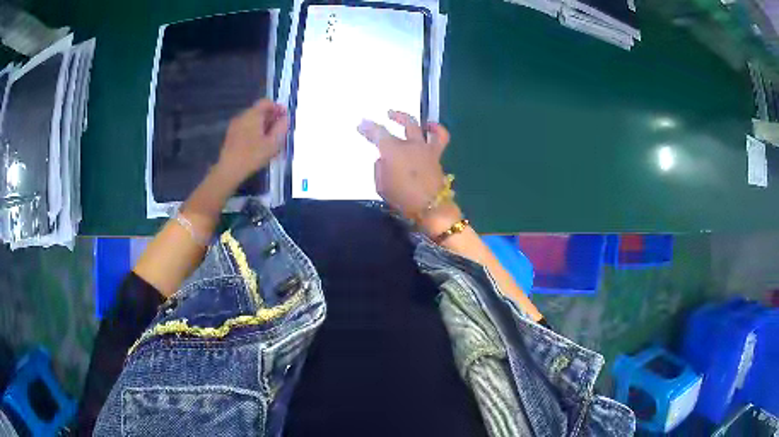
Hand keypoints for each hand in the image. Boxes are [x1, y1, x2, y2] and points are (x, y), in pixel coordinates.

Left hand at [215, 99, 287, 186]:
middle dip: (271, 118)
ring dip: (262, 126)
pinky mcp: (230, 136)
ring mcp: (235, 126)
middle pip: (259, 111)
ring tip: (270, 139)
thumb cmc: (252, 155)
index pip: (266, 102)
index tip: (285, 117)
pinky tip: (258, 144)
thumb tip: (286, 119)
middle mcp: (242, 116)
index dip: (277, 107)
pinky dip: (254, 131)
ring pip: (252, 120)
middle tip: (279, 130)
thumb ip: (281, 128)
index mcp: (253, 114)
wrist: (229, 170)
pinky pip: (245, 128)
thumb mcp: (273, 143)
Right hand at [357, 111, 461, 235]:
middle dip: (395, 116)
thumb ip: (380, 169)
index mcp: (393, 150)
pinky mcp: (437, 156)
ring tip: (411, 119)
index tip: (361, 124)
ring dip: (417, 120)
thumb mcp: (381, 186)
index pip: (378, 133)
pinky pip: (439, 139)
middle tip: (388, 114)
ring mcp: (426, 148)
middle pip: (405, 123)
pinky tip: (431, 129)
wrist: (431, 207)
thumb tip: (384, 160)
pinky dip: (436, 131)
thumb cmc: (402, 198)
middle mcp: (411, 144)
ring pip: (423, 127)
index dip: (368, 127)